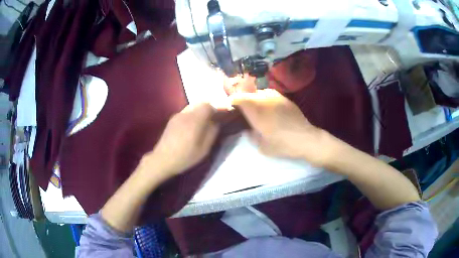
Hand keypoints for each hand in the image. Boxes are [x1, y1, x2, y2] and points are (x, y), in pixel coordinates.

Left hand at [142, 103, 219, 178]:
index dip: (216, 109)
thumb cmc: (185, 156)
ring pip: (192, 107)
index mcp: (194, 120)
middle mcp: (185, 114)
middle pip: (200, 103)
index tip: (220, 116)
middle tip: (212, 120)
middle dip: (208, 109)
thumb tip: (216, 122)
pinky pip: (185, 112)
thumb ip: (212, 132)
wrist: (162, 159)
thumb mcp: (204, 148)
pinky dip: (192, 115)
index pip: (208, 105)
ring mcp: (177, 115)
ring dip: (199, 112)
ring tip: (202, 124)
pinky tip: (191, 127)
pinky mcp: (172, 120)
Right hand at [230, 89, 332, 166]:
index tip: (229, 109)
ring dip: (254, 99)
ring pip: (259, 93)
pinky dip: (265, 100)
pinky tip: (268, 109)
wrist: (306, 139)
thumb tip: (248, 128)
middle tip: (242, 111)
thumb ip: (251, 135)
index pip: (237, 99)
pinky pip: (270, 94)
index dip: (231, 102)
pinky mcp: (285, 98)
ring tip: (255, 109)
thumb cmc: (283, 145)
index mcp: (256, 111)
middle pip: (247, 95)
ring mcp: (276, 97)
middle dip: (242, 101)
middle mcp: (264, 100)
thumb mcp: (262, 147)